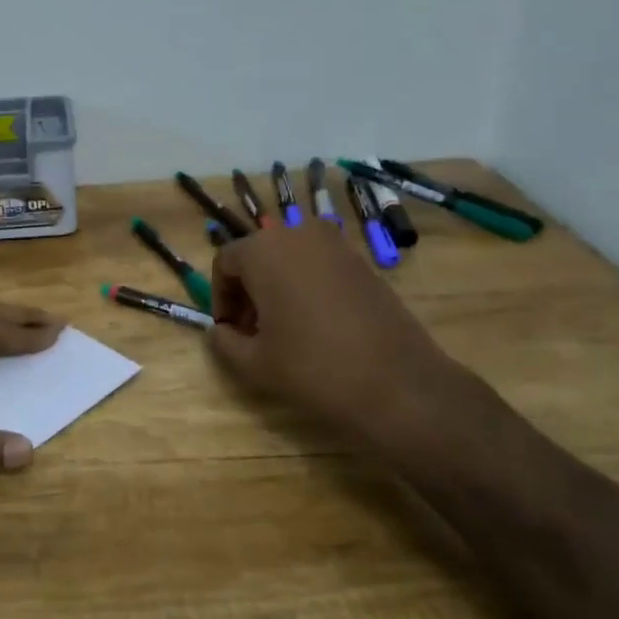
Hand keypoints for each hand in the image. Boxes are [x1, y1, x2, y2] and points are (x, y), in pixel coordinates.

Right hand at [208, 223, 464, 444]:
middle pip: (258, 255)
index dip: (220, 297)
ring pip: (289, 259)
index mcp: (264, 251)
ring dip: (277, 287)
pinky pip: (319, 266)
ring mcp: (336, 245)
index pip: (225, 262)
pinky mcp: (363, 263)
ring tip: (284, 329)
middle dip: (248, 290)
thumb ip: (224, 341)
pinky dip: (307, 286)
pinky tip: (317, 326)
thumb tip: (220, 330)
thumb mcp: (254, 363)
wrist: (398, 385)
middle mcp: (298, 234)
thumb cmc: (313, 369)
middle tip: (253, 331)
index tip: (229, 330)